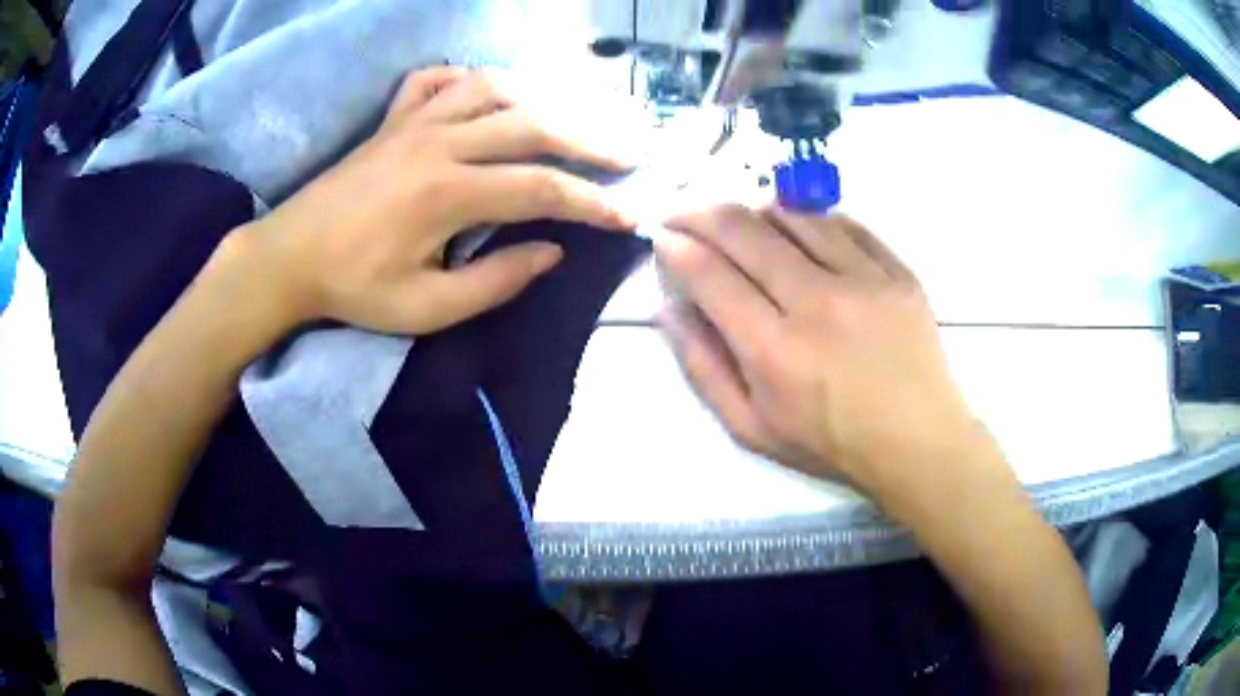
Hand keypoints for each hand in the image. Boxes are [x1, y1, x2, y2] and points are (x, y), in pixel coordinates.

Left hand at [238, 67, 634, 334]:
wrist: (288, 257)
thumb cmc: (353, 288)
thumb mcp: (425, 309)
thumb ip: (494, 282)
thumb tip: (550, 253)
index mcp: (448, 193)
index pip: (541, 189)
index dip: (592, 203)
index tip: (629, 215)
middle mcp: (440, 142)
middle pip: (532, 125)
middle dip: (588, 141)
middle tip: (627, 154)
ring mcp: (414, 122)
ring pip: (493, 88)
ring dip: (540, 99)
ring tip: (568, 120)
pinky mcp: (392, 119)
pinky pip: (437, 79)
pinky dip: (469, 78)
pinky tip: (486, 93)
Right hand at [655, 205, 981, 491]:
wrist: (917, 442)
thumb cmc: (830, 444)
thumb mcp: (751, 427)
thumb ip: (703, 367)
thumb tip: (669, 307)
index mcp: (774, 350)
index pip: (710, 273)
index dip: (676, 246)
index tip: (662, 237)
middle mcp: (817, 302)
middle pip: (744, 229)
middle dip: (700, 213)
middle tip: (687, 216)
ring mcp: (864, 279)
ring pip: (793, 213)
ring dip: (754, 210)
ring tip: (744, 225)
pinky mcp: (898, 270)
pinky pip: (844, 222)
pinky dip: (810, 219)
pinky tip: (801, 232)